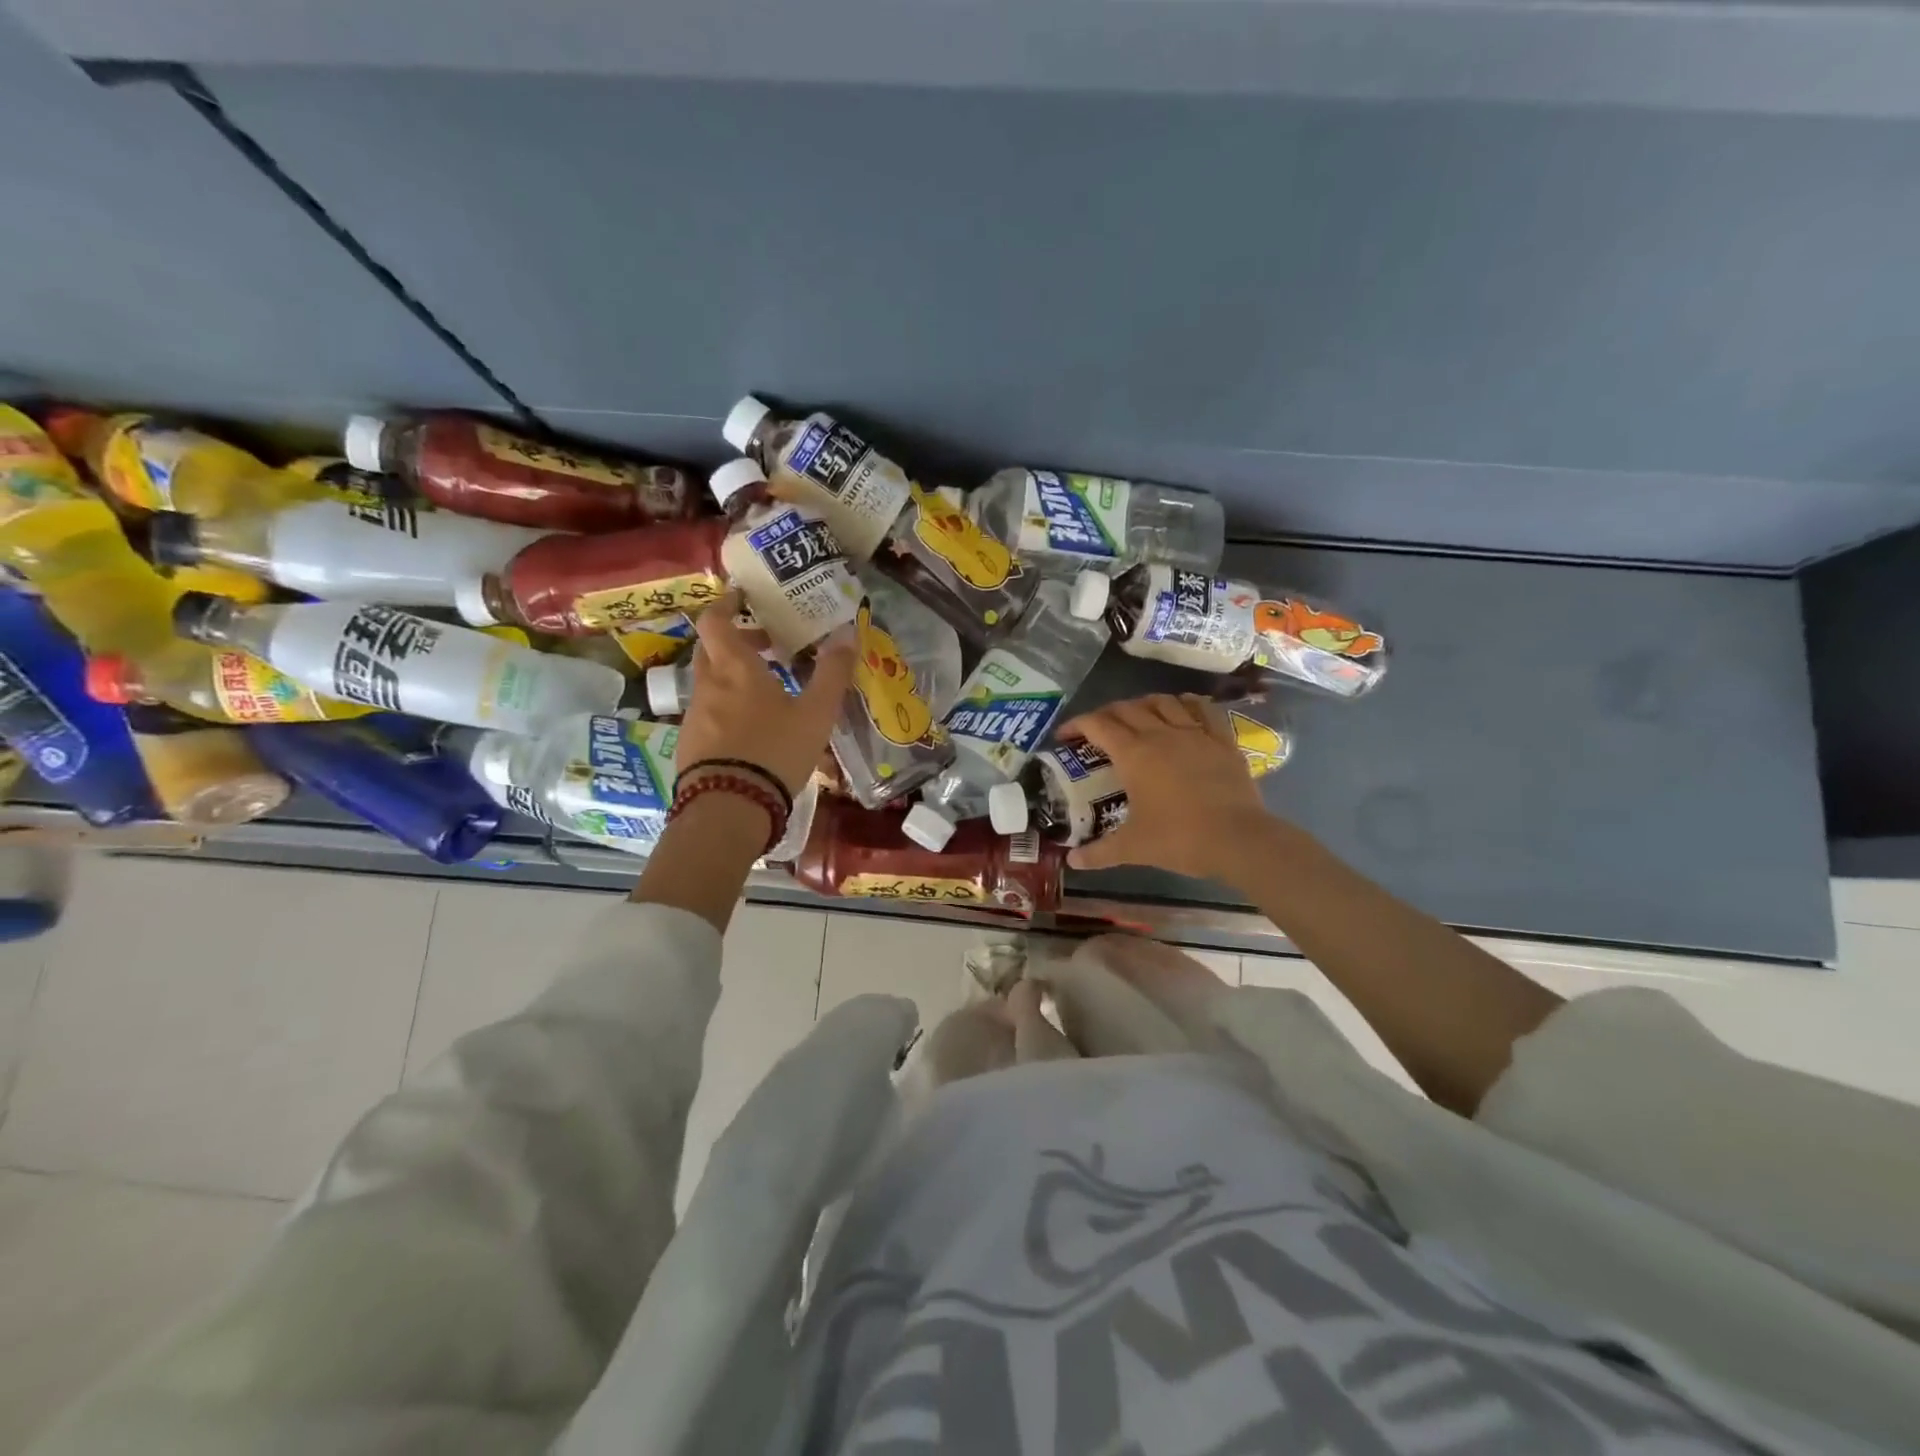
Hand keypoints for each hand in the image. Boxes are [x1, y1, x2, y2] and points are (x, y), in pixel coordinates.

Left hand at [674, 591, 855, 795]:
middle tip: (768, 645)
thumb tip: (848, 633)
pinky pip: (709, 712)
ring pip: (711, 683)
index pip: (715, 620)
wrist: (728, 808)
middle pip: (712, 649)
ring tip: (770, 691)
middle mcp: (708, 685)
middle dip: (737, 641)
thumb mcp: (815, 714)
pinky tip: (754, 729)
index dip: (726, 604)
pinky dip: (728, 707)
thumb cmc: (775, 751)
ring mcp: (694, 716)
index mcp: (734, 668)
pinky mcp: (691, 745)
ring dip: (735, 676)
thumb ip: (832, 673)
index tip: (742, 598)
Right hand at [1057, 693, 1271, 880]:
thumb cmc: (1179, 838)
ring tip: (1137, 716)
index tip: (1064, 736)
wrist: (1238, 839)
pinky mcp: (1222, 740)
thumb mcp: (1133, 848)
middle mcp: (1160, 734)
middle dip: (1106, 714)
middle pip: (1127, 708)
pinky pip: (1203, 709)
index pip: (1097, 725)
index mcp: (1133, 754)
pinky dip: (1188, 703)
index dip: (1076, 725)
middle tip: (1097, 730)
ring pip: (1163, 701)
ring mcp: (1194, 733)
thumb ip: (1099, 853)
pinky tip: (1182, 708)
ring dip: (1143, 704)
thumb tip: (1072, 861)